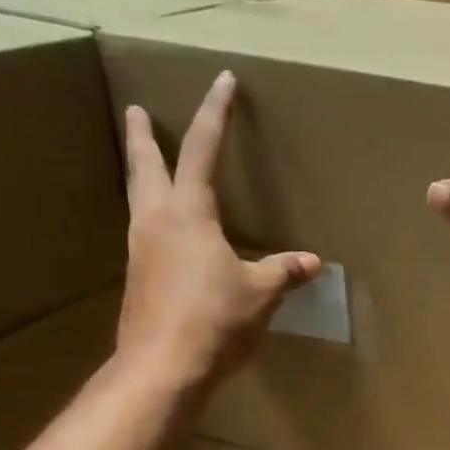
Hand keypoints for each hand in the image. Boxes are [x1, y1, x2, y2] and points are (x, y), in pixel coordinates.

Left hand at [115, 72, 320, 398]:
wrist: (162, 367)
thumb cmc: (215, 320)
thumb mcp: (260, 294)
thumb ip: (283, 272)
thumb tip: (312, 262)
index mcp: (188, 214)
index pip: (204, 151)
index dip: (215, 114)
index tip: (222, 81)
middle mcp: (156, 222)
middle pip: (147, 166)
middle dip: (145, 136)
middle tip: (138, 111)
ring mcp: (140, 251)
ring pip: (138, 198)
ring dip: (141, 174)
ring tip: (146, 165)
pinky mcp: (137, 279)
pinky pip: (144, 233)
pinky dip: (151, 217)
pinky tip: (163, 233)